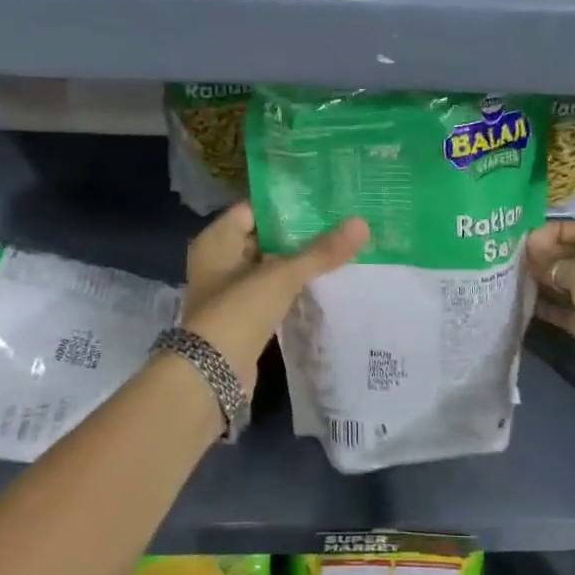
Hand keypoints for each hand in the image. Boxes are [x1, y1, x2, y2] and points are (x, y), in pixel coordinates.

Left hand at [180, 202, 369, 388]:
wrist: (213, 375)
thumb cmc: (239, 311)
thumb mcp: (282, 276)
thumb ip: (321, 251)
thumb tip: (362, 223)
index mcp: (217, 240)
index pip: (253, 209)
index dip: (286, 204)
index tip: (322, 200)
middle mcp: (219, 261)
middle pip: (263, 237)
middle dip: (298, 234)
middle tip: (338, 223)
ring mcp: (230, 291)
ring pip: (270, 267)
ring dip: (298, 262)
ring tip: (339, 250)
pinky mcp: (243, 317)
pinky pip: (272, 292)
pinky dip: (292, 288)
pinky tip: (323, 283)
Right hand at [525, 220, 574, 421]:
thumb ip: (562, 262)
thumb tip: (544, 262)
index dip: (560, 231)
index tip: (529, 238)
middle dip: (551, 257)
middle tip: (518, 259)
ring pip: (574, 287)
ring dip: (548, 282)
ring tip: (517, 279)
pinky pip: (571, 313)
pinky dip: (552, 309)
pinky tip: (527, 303)